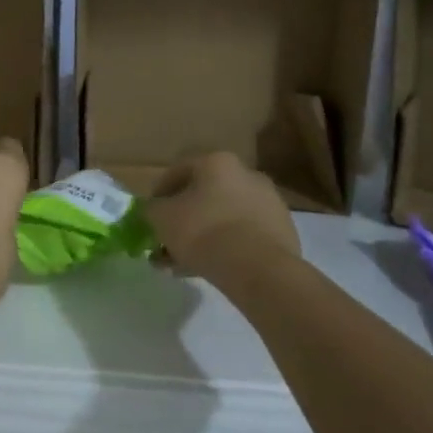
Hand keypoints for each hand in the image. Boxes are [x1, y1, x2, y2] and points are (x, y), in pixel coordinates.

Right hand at [146, 152, 298, 283]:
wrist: (258, 268)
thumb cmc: (203, 231)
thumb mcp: (161, 217)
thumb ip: (152, 209)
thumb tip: (154, 210)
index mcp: (217, 162)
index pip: (178, 172)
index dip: (159, 195)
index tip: (150, 217)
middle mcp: (246, 174)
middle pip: (203, 197)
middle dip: (182, 221)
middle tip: (166, 244)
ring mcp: (268, 203)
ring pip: (223, 218)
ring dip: (201, 238)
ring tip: (182, 265)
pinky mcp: (282, 231)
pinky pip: (243, 236)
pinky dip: (225, 249)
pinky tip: (209, 270)